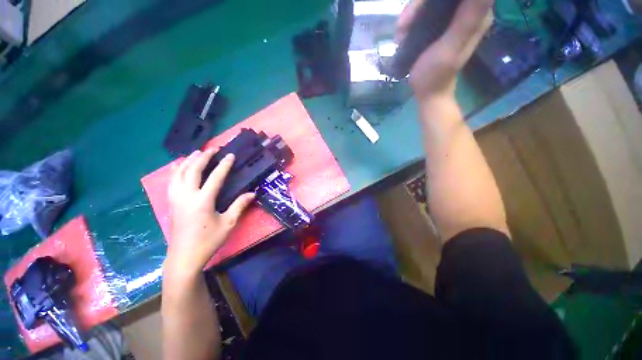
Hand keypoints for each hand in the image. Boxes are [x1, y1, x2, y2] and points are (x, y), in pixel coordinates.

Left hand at [165, 149, 254, 276]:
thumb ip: (239, 206)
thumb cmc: (208, 240)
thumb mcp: (228, 224)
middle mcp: (187, 196)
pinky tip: (178, 166)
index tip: (230, 155)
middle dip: (204, 157)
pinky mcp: (171, 203)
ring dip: (188, 161)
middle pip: (193, 170)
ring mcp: (176, 199)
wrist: (184, 256)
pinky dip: (176, 170)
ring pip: (179, 173)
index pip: (215, 177)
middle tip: (213, 148)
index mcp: (202, 201)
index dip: (224, 165)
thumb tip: (252, 193)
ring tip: (196, 152)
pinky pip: (171, 181)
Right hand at [396, 0, 493, 100]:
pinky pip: (426, 11)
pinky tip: (403, 34)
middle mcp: (468, 11)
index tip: (418, 10)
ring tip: (401, 32)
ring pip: (432, 1)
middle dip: (420, 5)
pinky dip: (412, 20)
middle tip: (403, 25)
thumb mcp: (450, 48)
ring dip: (412, 13)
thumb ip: (467, 19)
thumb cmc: (435, 75)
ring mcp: (453, 18)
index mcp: (478, 15)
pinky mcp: (441, 25)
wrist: (427, 92)